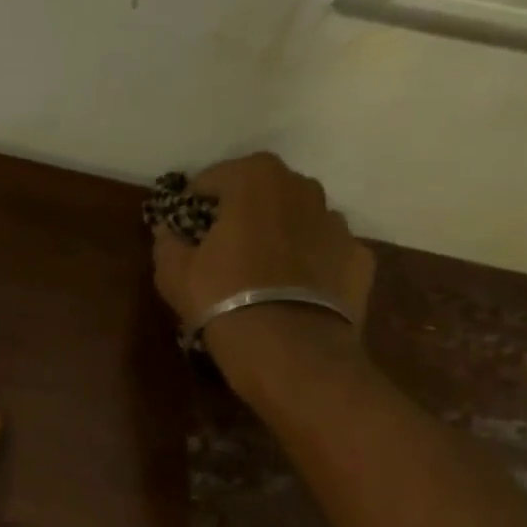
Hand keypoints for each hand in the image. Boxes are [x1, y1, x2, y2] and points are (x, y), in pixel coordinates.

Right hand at [151, 152, 374, 339]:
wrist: (289, 349)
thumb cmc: (223, 299)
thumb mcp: (174, 274)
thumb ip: (167, 244)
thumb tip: (167, 232)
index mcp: (256, 180)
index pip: (216, 177)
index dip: (196, 201)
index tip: (186, 226)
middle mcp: (303, 188)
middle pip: (264, 192)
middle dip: (244, 212)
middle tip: (224, 247)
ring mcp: (338, 223)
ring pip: (300, 221)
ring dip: (281, 236)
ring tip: (262, 273)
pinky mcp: (360, 259)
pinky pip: (326, 254)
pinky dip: (311, 265)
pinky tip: (295, 292)